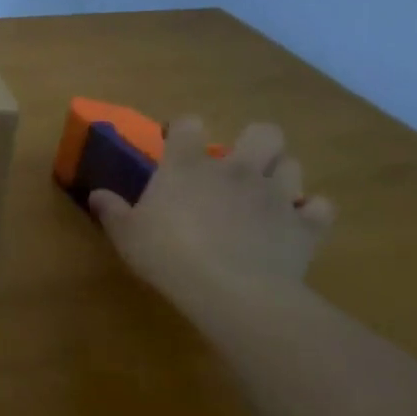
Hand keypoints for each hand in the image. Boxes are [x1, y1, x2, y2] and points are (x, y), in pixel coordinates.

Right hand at [89, 119, 335, 299]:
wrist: (233, 291)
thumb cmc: (169, 256)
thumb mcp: (127, 235)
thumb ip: (112, 211)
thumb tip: (96, 194)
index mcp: (189, 166)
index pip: (189, 124)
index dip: (183, 130)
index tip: (176, 144)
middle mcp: (237, 170)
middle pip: (263, 131)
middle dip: (255, 143)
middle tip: (237, 167)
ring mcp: (276, 195)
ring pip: (292, 164)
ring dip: (280, 176)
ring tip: (265, 197)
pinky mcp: (305, 226)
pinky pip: (320, 208)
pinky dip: (310, 214)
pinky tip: (295, 225)